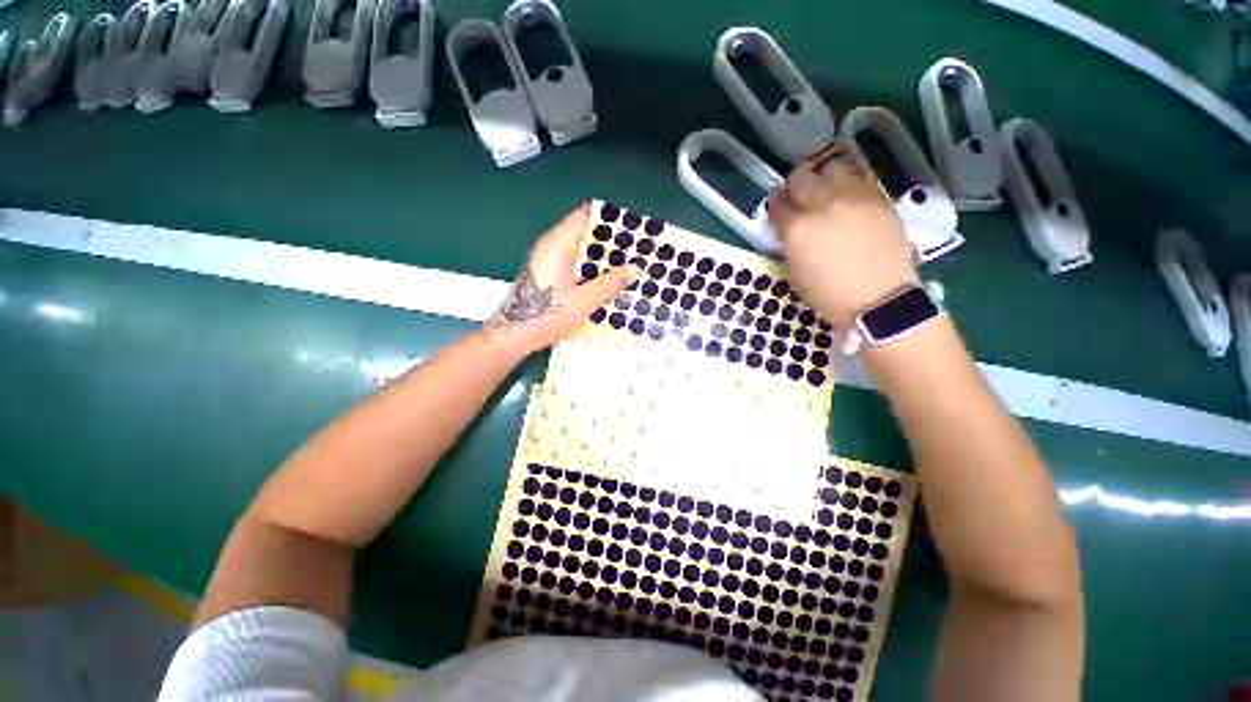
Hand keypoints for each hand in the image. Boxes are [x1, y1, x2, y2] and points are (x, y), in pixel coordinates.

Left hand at [484, 204, 640, 352]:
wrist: (513, 335)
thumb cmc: (546, 315)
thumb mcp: (583, 301)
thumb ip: (610, 283)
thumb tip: (636, 268)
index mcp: (558, 244)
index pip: (585, 215)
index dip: (610, 218)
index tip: (633, 227)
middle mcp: (552, 246)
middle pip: (585, 231)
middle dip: (611, 239)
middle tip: (638, 250)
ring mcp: (549, 260)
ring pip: (581, 249)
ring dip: (603, 256)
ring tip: (629, 264)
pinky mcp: (550, 273)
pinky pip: (575, 262)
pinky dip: (592, 267)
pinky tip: (609, 280)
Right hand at [768, 141, 918, 329]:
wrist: (878, 298)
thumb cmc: (828, 294)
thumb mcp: (795, 271)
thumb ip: (790, 242)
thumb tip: (790, 227)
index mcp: (797, 229)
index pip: (777, 203)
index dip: (775, 203)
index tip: (778, 205)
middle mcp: (822, 205)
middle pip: (801, 176)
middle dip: (795, 184)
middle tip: (799, 193)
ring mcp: (853, 197)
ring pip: (832, 166)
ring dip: (824, 175)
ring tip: (827, 187)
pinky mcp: (878, 196)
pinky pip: (860, 175)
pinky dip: (849, 179)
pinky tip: (848, 192)